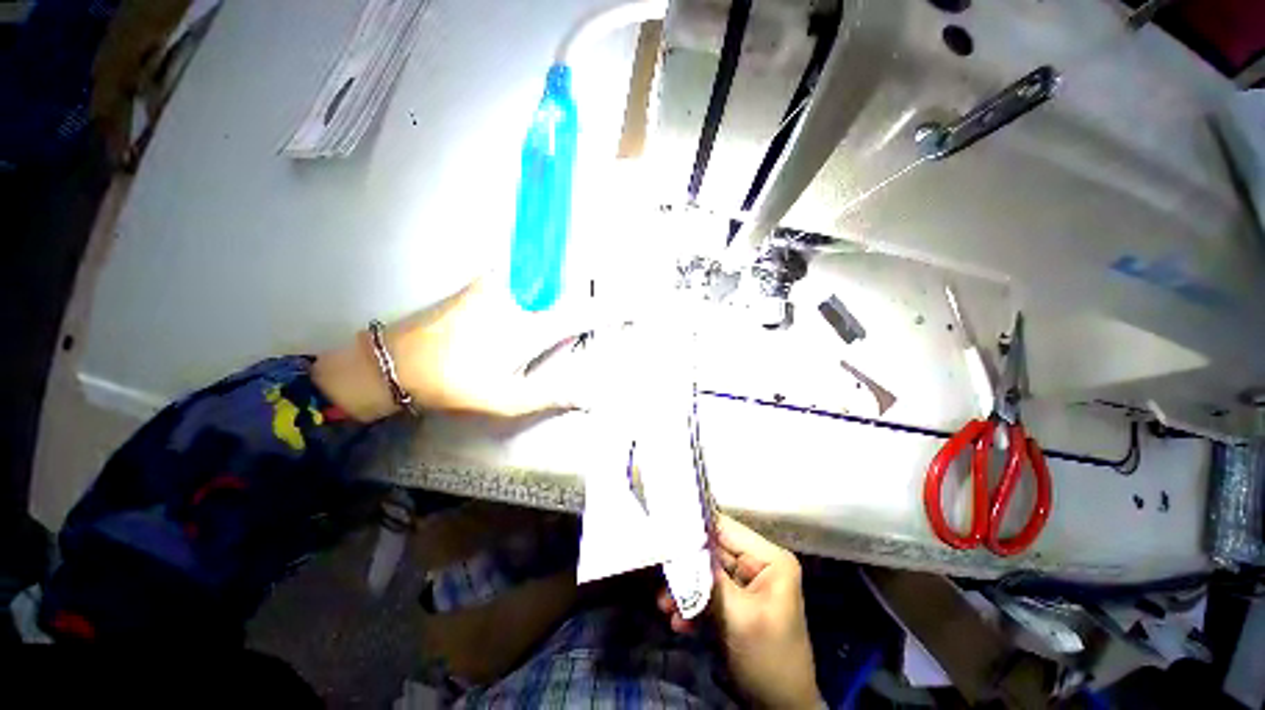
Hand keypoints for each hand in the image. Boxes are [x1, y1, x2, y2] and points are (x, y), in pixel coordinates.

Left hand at [313, 277, 594, 420]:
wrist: (397, 361)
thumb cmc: (456, 384)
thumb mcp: (507, 400)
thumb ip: (552, 394)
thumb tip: (592, 398)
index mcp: (531, 327)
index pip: (583, 312)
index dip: (614, 308)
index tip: (636, 308)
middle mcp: (520, 298)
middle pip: (570, 285)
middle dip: (592, 293)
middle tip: (608, 304)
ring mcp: (500, 285)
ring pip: (547, 276)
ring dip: (567, 284)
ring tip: (580, 296)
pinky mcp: (485, 282)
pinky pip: (523, 274)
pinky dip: (541, 279)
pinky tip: (543, 291)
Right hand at [658, 514, 821, 709]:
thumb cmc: (768, 659)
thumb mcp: (739, 617)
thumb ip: (710, 579)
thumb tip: (681, 544)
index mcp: (770, 559)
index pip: (725, 529)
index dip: (695, 528)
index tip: (665, 533)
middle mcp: (758, 565)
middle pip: (712, 551)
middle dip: (686, 565)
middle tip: (659, 575)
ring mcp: (745, 585)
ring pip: (706, 573)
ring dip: (685, 589)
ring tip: (664, 606)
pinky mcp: (734, 605)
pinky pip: (708, 594)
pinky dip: (692, 606)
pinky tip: (678, 622)